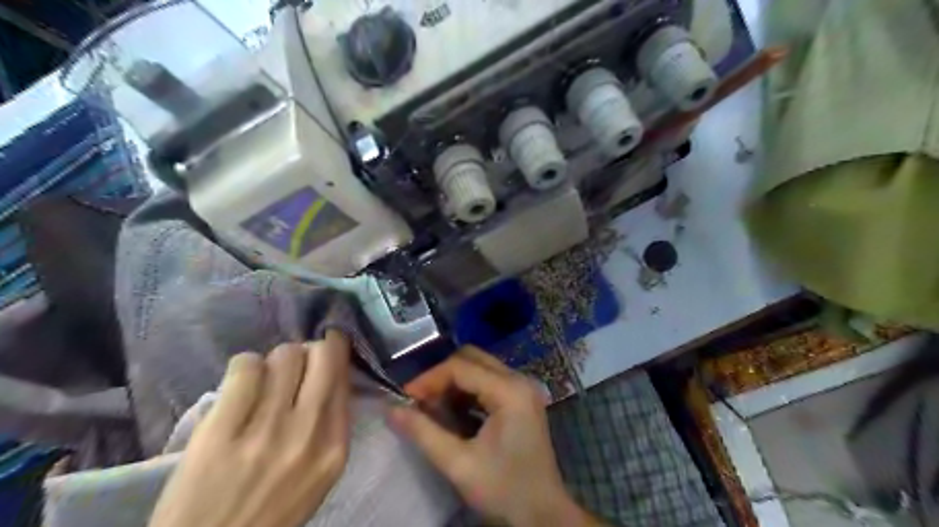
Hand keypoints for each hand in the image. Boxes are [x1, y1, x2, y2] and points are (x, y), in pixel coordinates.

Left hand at [149, 332, 354, 523]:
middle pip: (321, 355)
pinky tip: (239, 384)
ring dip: (274, 361)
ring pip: (284, 355)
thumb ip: (331, 425)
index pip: (343, 375)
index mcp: (334, 446)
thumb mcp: (319, 474)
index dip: (333, 355)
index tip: (322, 354)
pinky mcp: (221, 431)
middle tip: (295, 362)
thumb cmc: (272, 510)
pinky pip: (245, 367)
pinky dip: (245, 366)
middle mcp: (308, 432)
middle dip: (310, 349)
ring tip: (263, 379)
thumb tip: (329, 373)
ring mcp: (266, 430)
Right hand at [389, 349, 600, 523]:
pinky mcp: (521, 399)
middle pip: (472, 358)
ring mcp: (523, 388)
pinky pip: (489, 381)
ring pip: (480, 367)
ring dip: (454, 383)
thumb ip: (423, 433)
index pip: (460, 367)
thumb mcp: (459, 464)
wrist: (543, 515)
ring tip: (433, 409)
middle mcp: (519, 380)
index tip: (405, 398)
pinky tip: (454, 413)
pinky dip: (468, 391)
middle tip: (420, 401)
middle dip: (442, 376)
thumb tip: (390, 410)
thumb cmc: (503, 490)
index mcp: (509, 391)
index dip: (429, 378)